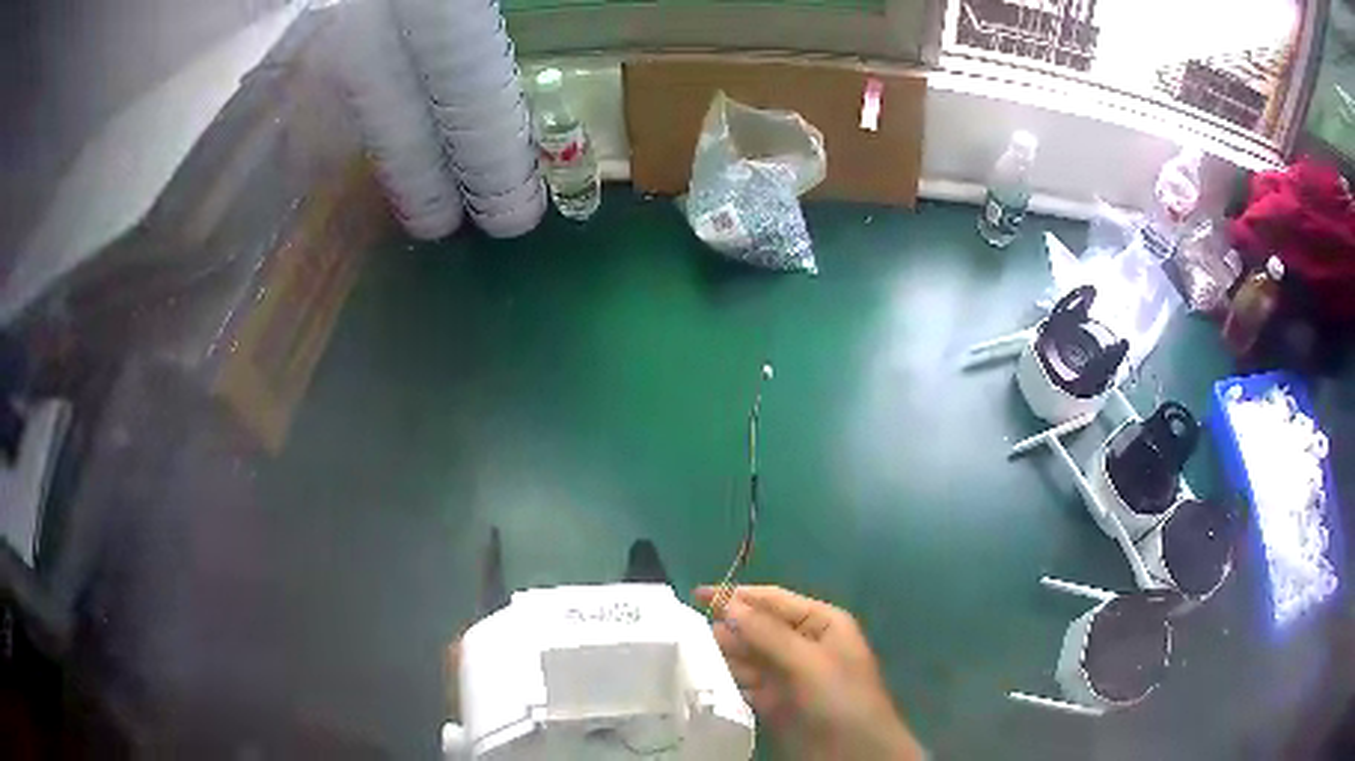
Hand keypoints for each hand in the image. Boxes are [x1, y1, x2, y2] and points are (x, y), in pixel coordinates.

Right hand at [694, 585, 923, 760]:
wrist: (853, 754)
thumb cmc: (839, 699)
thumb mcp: (807, 661)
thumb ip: (767, 633)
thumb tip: (728, 603)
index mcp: (821, 624)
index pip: (774, 600)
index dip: (737, 595)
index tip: (695, 595)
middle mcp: (803, 644)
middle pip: (758, 628)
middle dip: (727, 627)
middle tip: (686, 633)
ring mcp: (789, 675)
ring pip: (749, 656)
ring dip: (723, 654)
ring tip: (689, 654)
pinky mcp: (776, 702)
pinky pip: (746, 683)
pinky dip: (727, 680)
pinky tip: (703, 680)